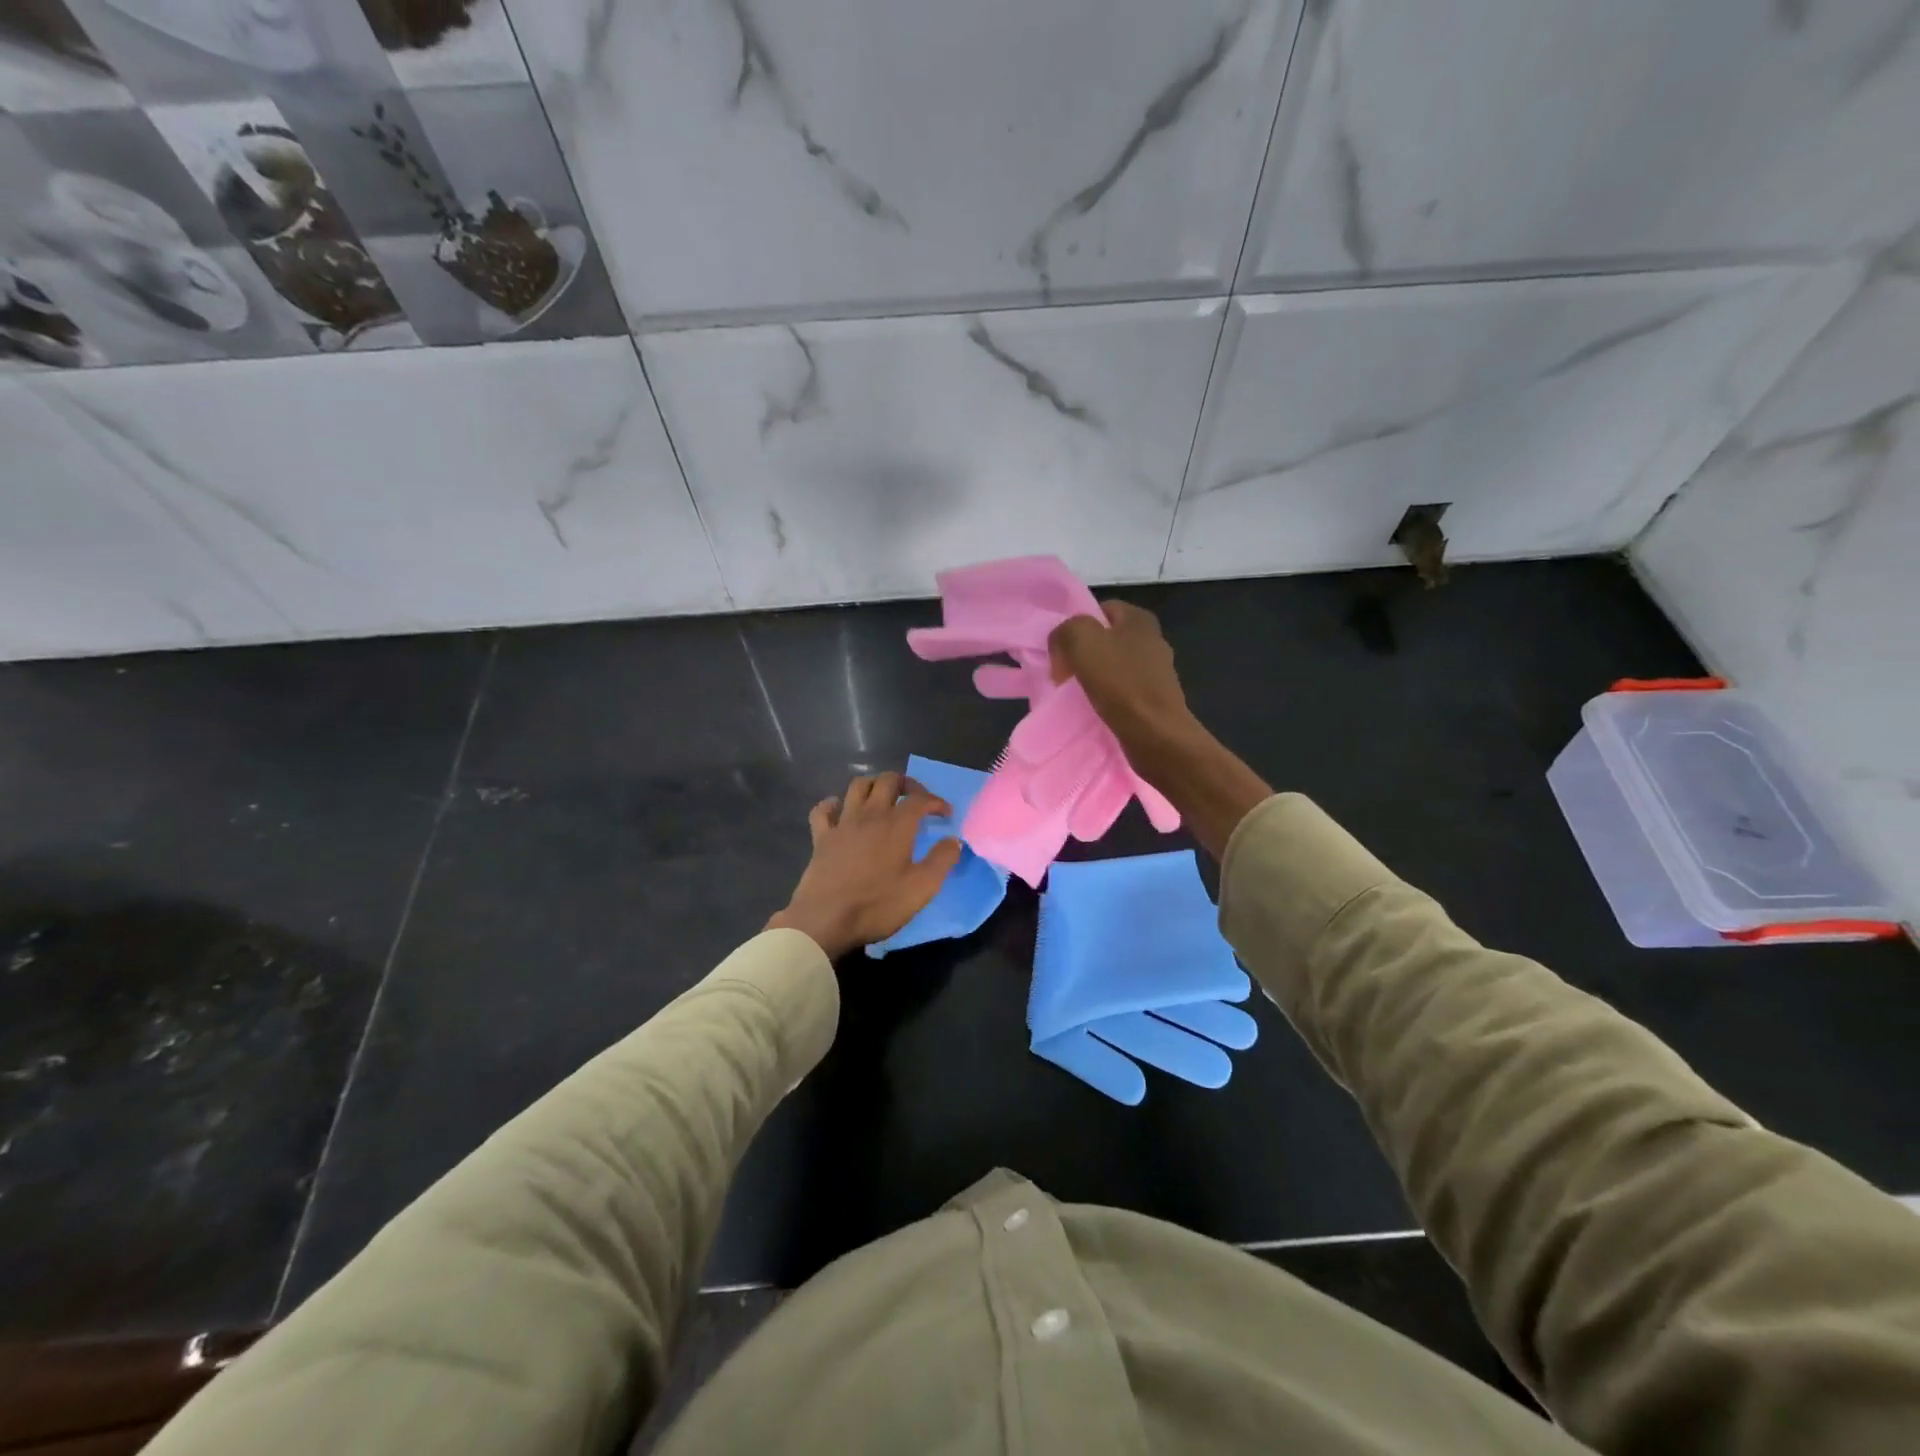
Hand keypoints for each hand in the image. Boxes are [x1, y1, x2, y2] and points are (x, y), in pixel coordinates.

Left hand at [767, 772, 963, 958]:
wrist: (825, 919)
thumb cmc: (878, 904)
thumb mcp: (922, 888)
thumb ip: (942, 860)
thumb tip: (954, 840)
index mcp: (897, 825)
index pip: (920, 799)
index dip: (936, 801)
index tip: (946, 814)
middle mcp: (870, 815)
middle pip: (888, 781)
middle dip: (906, 783)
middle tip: (916, 798)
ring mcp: (842, 823)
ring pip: (857, 786)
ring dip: (874, 785)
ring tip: (883, 798)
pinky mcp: (821, 837)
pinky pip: (823, 810)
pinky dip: (833, 804)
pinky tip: (839, 810)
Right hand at [1049, 600, 1198, 754]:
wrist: (1155, 734)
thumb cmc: (1120, 682)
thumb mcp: (1081, 640)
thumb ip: (1065, 631)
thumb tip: (1062, 649)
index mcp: (1139, 619)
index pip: (1099, 610)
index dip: (1076, 628)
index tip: (1062, 652)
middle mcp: (1152, 640)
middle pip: (1104, 639)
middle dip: (1082, 655)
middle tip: (1064, 674)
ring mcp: (1156, 671)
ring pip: (1112, 667)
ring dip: (1092, 679)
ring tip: (1076, 695)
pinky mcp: (1155, 699)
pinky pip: (1121, 691)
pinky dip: (1106, 698)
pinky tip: (1095, 710)